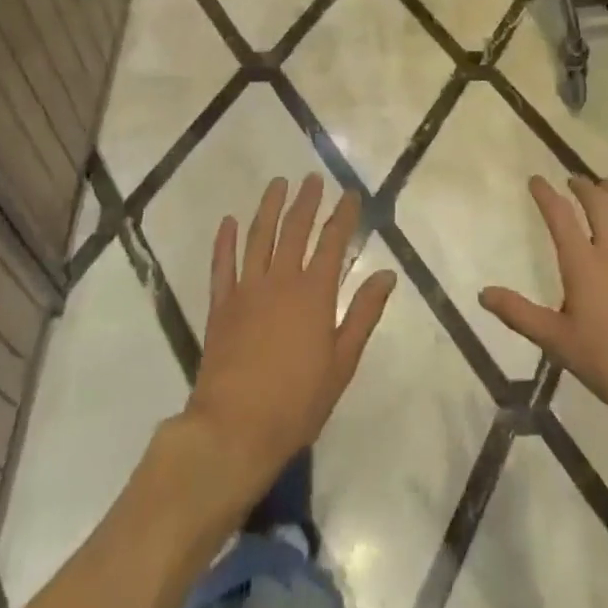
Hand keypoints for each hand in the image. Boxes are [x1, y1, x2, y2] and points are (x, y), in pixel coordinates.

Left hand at [185, 175, 396, 505]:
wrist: (235, 428)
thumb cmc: (297, 401)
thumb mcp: (342, 362)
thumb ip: (363, 314)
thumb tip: (386, 274)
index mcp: (314, 293)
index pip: (333, 241)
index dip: (343, 215)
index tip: (350, 194)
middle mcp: (281, 280)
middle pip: (295, 229)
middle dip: (306, 200)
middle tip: (312, 178)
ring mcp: (246, 289)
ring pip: (258, 236)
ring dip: (269, 207)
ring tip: (277, 184)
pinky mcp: (220, 305)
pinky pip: (222, 264)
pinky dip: (225, 240)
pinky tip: (228, 221)